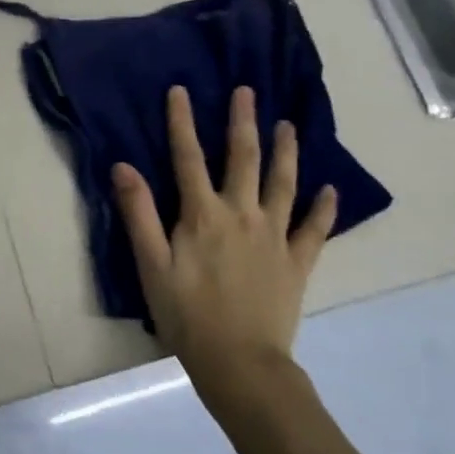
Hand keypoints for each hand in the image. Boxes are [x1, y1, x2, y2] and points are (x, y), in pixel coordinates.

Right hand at [111, 86, 335, 420]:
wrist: (240, 363)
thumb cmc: (186, 314)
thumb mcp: (151, 265)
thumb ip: (139, 213)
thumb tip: (123, 166)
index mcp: (202, 215)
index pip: (188, 157)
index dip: (182, 122)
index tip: (181, 90)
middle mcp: (242, 214)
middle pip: (243, 159)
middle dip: (242, 122)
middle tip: (247, 91)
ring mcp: (275, 237)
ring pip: (283, 184)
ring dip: (285, 151)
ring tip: (288, 125)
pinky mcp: (297, 262)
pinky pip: (314, 229)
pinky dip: (324, 208)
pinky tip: (330, 189)